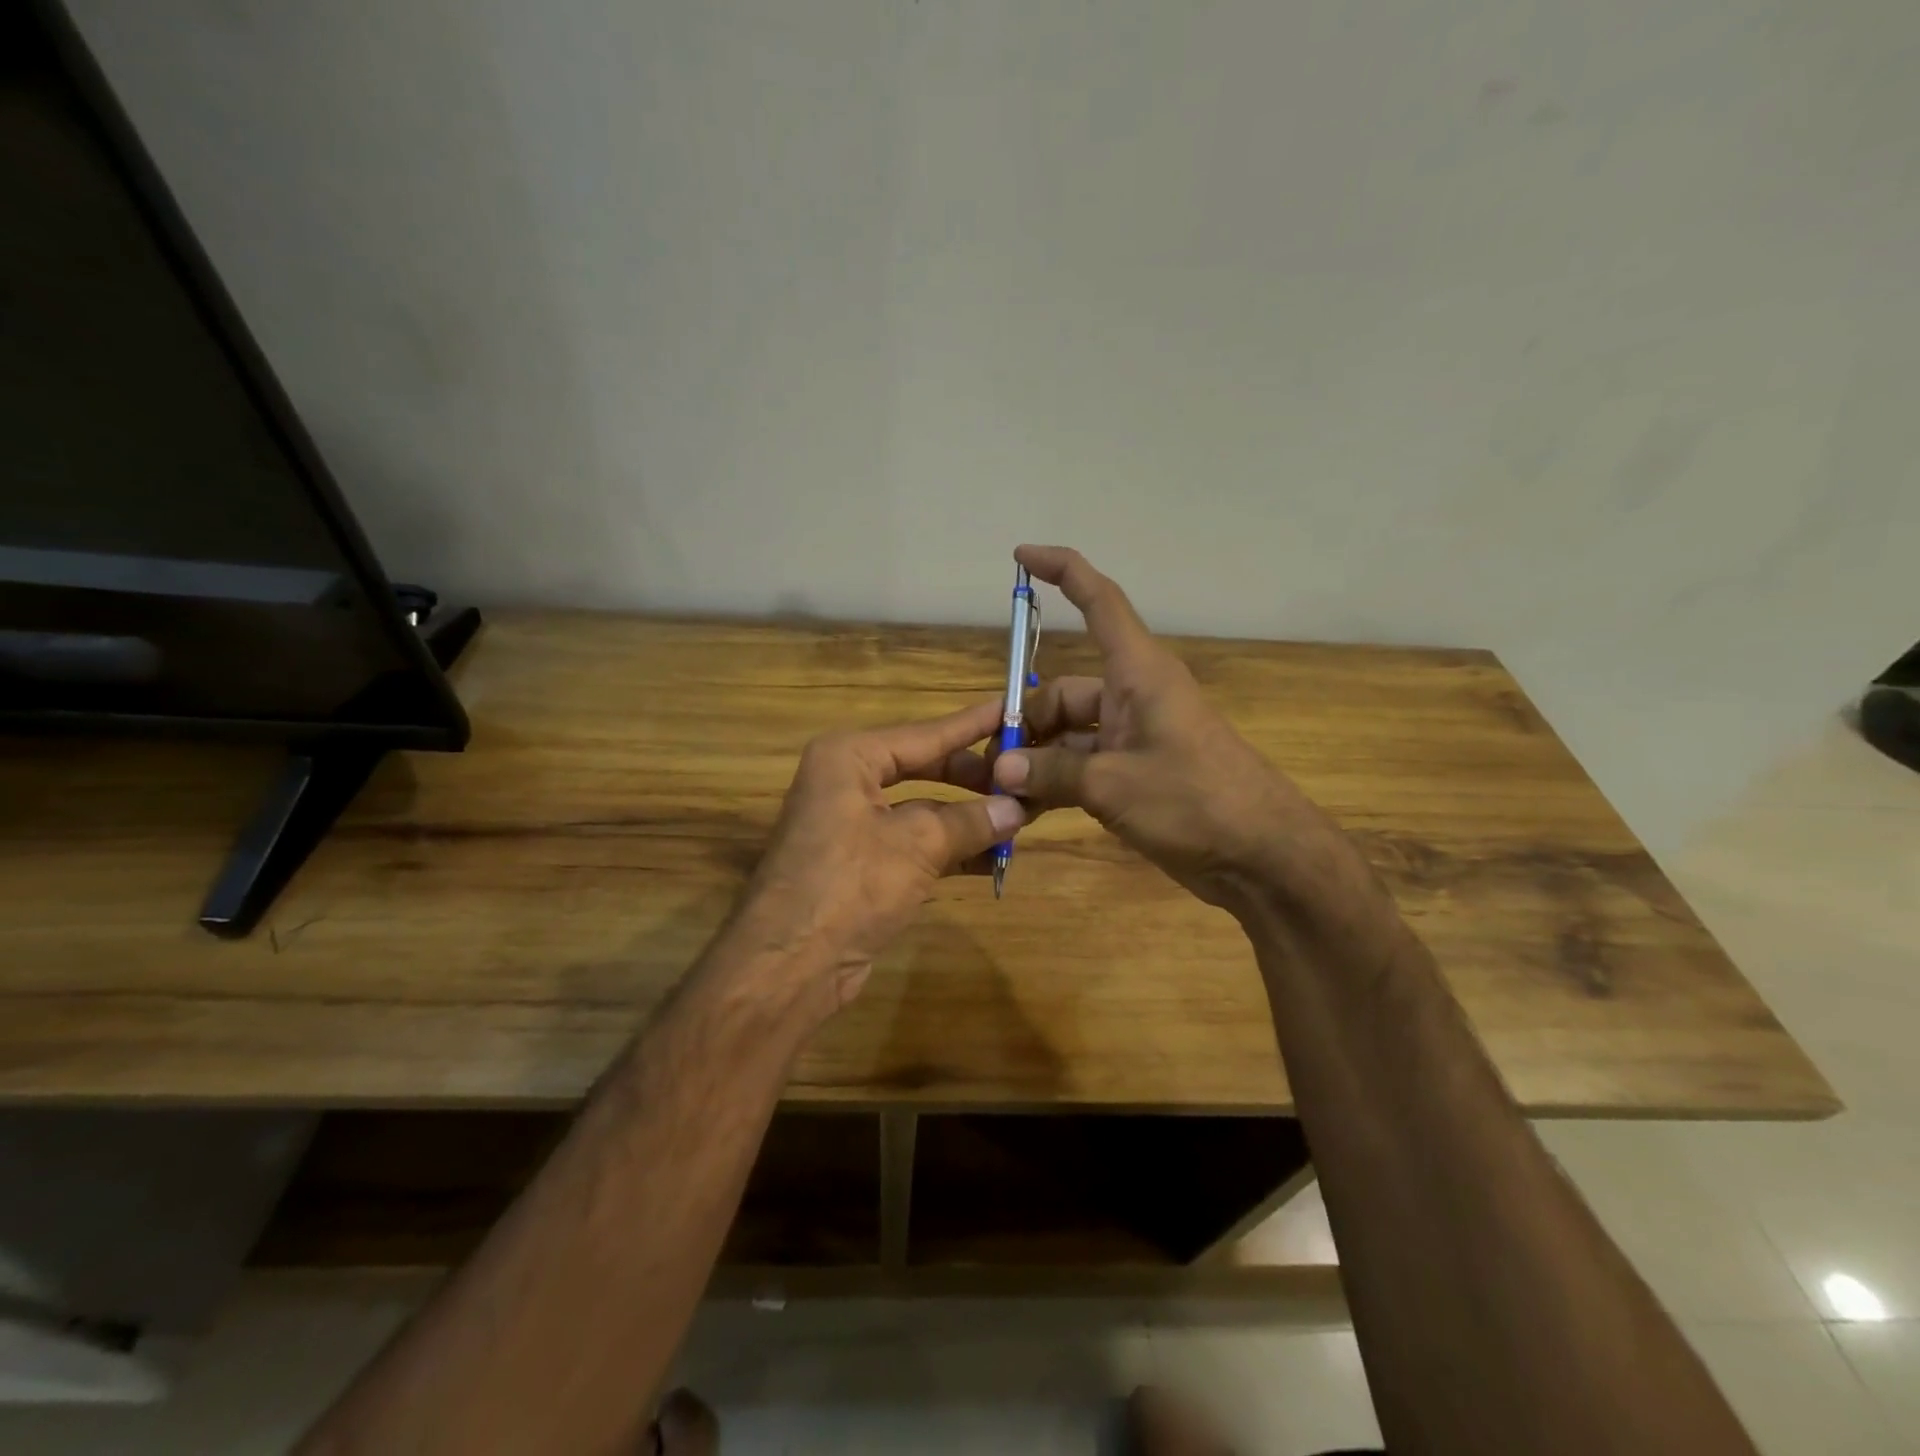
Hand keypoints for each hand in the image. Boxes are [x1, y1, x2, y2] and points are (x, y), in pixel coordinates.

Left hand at [732, 699, 1024, 1010]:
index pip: (925, 734)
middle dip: (973, 780)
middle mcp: (846, 783)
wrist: (788, 966)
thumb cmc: (849, 885)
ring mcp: (852, 826)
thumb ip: (970, 822)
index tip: (1013, 707)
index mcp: (849, 758)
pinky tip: (992, 859)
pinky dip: (950, 850)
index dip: (972, 725)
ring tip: (1021, 819)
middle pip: (924, 768)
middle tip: (1024, 777)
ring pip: (922, 811)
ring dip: (968, 819)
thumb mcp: (917, 845)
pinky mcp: (861, 866)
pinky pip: (914, 845)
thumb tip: (1017, 809)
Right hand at [992, 545, 1327, 909]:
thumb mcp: (1114, 785)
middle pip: (1062, 692)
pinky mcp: (1135, 774)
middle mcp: (1133, 697)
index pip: (1099, 602)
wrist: (1262, 857)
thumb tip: (1001, 768)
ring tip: (1000, 795)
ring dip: (1035, 762)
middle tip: (990, 766)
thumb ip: (1052, 773)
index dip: (1062, 571)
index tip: (1021, 557)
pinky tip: (1025, 810)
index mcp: (1138, 674)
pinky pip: (1081, 767)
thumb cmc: (1195, 801)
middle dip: (1023, 723)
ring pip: (1067, 735)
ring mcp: (1133, 738)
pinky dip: (1055, 784)